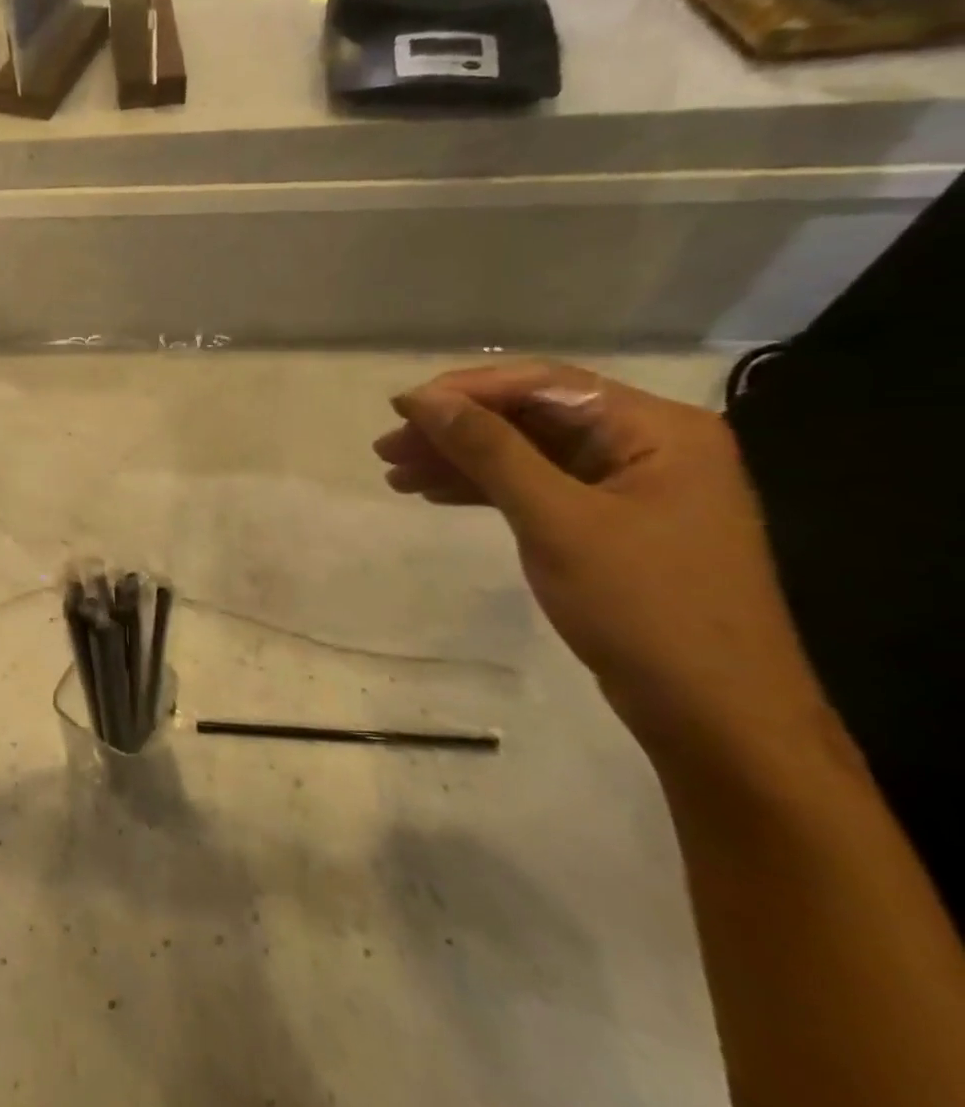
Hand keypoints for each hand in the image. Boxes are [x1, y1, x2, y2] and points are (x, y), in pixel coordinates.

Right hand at [374, 361, 831, 758]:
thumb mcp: (556, 520)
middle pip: (533, 418)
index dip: (465, 391)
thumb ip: (489, 451)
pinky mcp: (614, 526)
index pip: (545, 385)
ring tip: (397, 475)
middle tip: (388, 449)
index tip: (401, 409)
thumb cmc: (644, 609)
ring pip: (529, 454)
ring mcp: (632, 488)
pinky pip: (539, 489)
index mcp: (658, 429)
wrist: (718, 720)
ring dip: (462, 461)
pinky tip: (438, 496)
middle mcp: (650, 446)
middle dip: (457, 430)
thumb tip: (422, 400)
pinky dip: (487, 490)